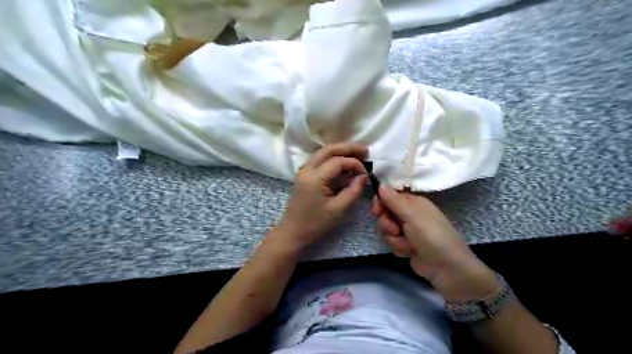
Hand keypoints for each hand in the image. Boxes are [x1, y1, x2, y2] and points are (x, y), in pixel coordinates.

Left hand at [273, 143, 370, 253]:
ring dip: (341, 151)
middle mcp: (307, 169)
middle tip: (365, 150)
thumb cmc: (315, 224)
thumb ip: (353, 191)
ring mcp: (304, 171)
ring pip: (323, 153)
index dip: (355, 164)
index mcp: (314, 178)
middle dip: (348, 148)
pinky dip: (334, 159)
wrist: (293, 232)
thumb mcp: (338, 209)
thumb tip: (364, 176)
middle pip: (328, 149)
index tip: (366, 173)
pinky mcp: (305, 175)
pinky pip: (320, 161)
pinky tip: (345, 164)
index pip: (338, 161)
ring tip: (358, 154)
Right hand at [372, 186, 501, 300]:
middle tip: (396, 230)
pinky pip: (392, 242)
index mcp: (413, 202)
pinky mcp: (406, 245)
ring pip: (386, 230)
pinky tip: (410, 252)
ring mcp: (407, 231)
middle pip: (385, 214)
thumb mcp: (411, 214)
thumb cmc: (431, 235)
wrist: (446, 267)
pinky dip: (399, 248)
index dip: (380, 202)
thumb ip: (393, 200)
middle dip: (387, 224)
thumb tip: (380, 184)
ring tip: (408, 244)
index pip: (389, 196)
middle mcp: (409, 214)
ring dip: (394, 238)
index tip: (376, 210)